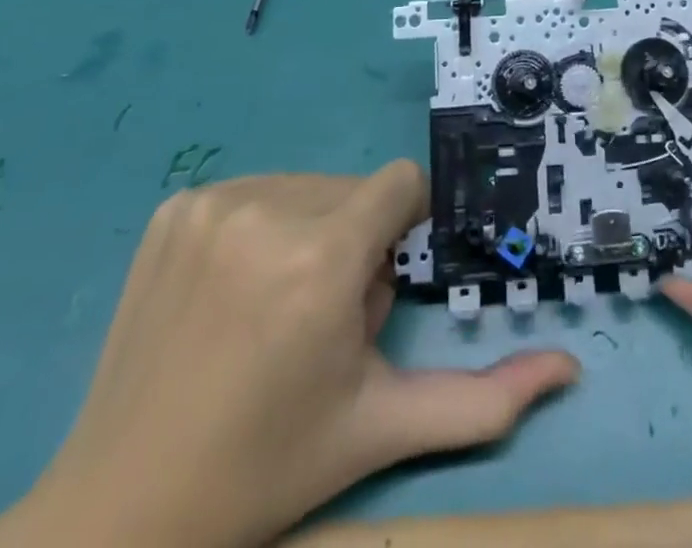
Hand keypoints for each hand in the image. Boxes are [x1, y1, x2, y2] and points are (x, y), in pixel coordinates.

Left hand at [0, 163, 577, 547]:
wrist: (122, 507)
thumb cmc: (267, 466)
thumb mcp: (382, 427)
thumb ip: (483, 401)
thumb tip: (569, 369)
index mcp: (323, 257)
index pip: (401, 184)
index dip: (402, 229)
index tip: (375, 284)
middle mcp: (270, 209)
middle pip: (354, 190)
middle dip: (356, 241)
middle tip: (318, 320)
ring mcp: (213, 202)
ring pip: (307, 186)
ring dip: (310, 231)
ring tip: (272, 310)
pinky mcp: (174, 207)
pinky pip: (253, 191)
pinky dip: (259, 227)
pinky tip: (230, 293)